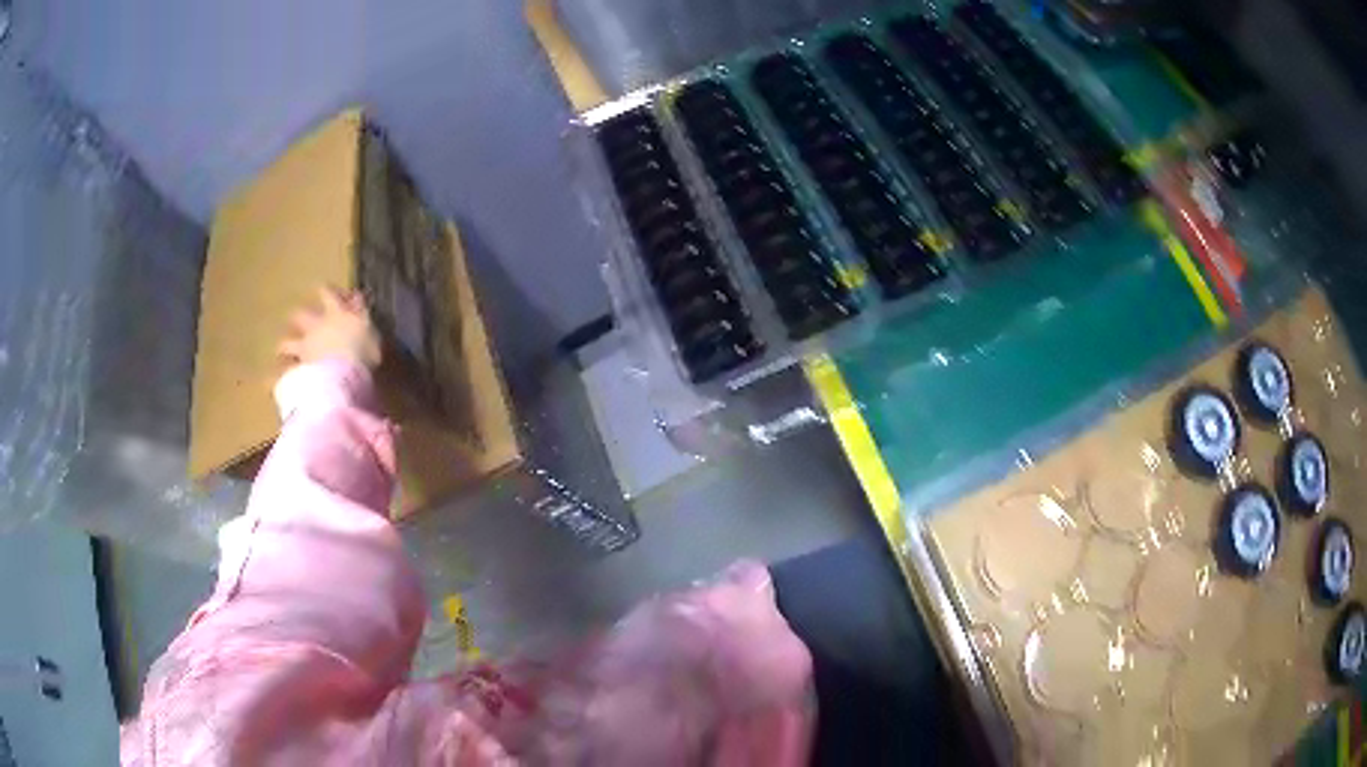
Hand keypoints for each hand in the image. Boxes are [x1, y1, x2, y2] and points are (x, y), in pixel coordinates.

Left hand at [278, 287, 381, 369]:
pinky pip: (284, 374)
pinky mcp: (298, 371)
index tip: (329, 292)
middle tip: (299, 320)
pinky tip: (274, 380)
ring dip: (285, 345)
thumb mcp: (370, 329)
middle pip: (300, 315)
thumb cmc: (362, 351)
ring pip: (287, 343)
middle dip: (299, 316)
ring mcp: (304, 349)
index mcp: (335, 314)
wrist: (343, 378)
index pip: (327, 293)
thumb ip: (362, 313)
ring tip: (282, 351)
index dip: (327, 291)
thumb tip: (357, 297)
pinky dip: (279, 376)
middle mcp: (315, 327)